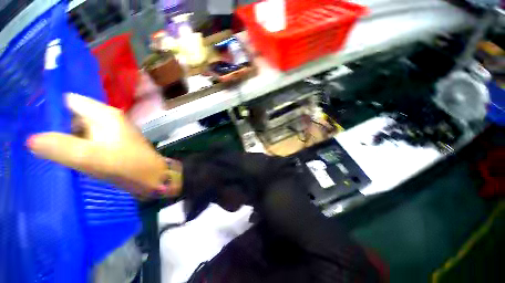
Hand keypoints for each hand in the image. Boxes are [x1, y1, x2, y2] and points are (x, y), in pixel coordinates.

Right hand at [27, 93, 181, 197]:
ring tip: (46, 148)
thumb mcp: (90, 157)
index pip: (71, 100)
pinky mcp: (113, 141)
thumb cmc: (126, 165)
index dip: (51, 108)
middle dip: (55, 125)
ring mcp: (112, 130)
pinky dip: (76, 143)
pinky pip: (88, 138)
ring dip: (64, 136)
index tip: (31, 121)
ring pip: (80, 127)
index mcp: (105, 114)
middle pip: (74, 114)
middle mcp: (109, 118)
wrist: (152, 176)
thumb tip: (30, 139)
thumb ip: (59, 147)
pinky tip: (65, 154)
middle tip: (35, 139)